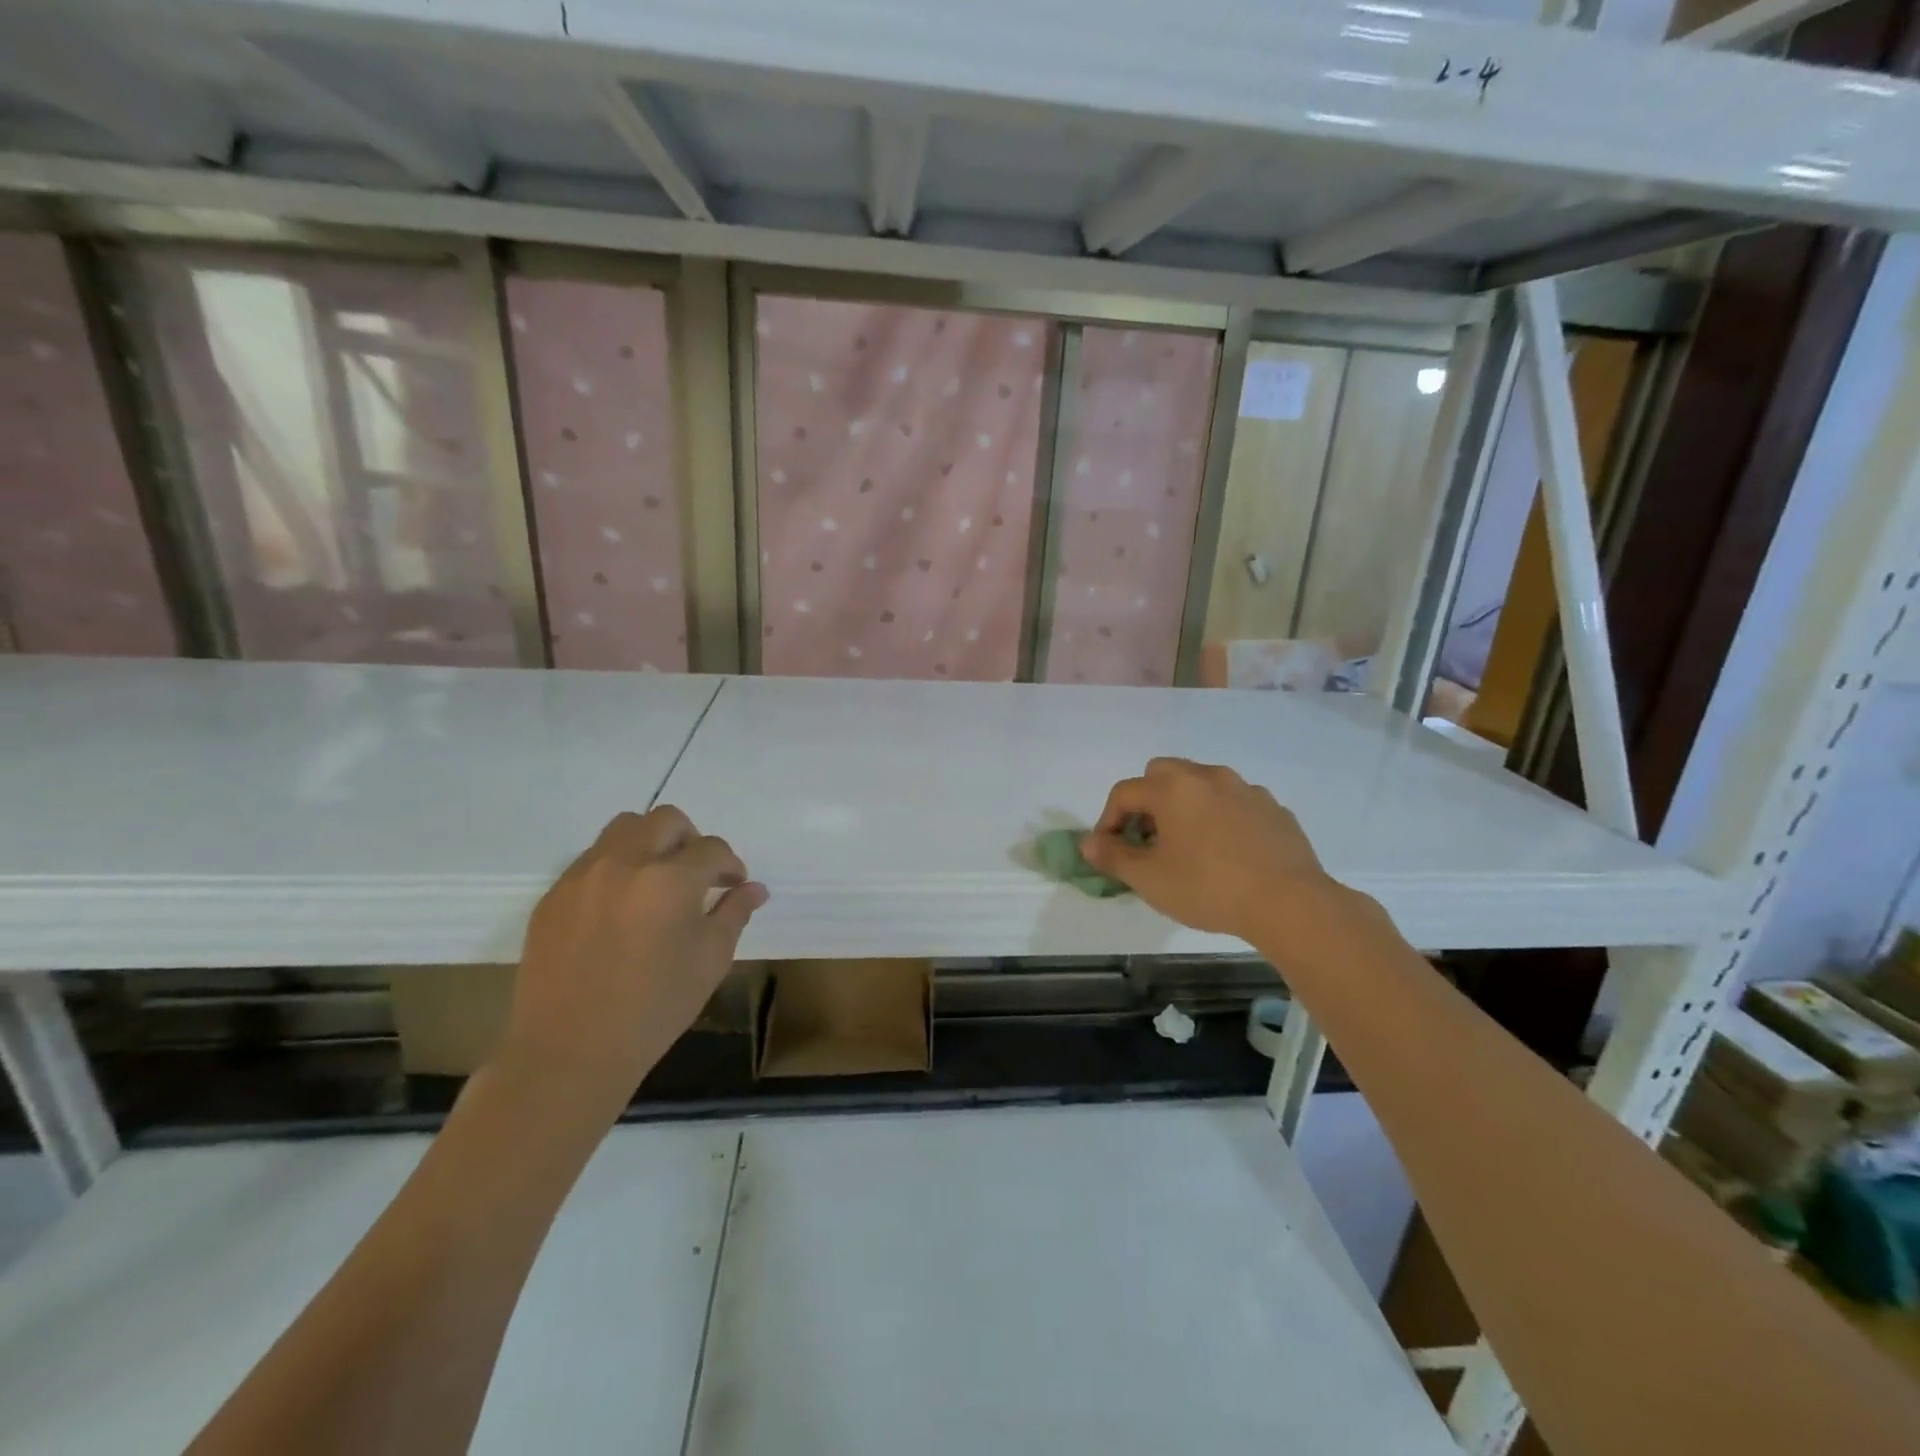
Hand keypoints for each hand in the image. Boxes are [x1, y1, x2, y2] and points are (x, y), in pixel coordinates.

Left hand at [498, 807, 766, 1125]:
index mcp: (670, 880)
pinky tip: (621, 907)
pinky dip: (616, 867)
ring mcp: (583, 876)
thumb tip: (754, 889)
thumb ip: (734, 914)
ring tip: (657, 880)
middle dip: (691, 839)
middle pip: (665, 820)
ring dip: (650, 843)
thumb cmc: (654, 1009)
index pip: (712, 849)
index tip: (734, 884)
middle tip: (697, 873)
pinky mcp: (553, 895)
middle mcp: (625, 864)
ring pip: (624, 829)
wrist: (570, 1051)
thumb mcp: (710, 961)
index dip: (730, 864)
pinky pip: (591, 860)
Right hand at [1081, 758, 1335, 942]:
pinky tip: (1226, 851)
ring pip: (1201, 784)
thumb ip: (1113, 857)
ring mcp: (1245, 789)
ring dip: (1185, 805)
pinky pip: (1234, 802)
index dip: (1107, 820)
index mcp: (1172, 788)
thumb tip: (1087, 844)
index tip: (1108, 850)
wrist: (1289, 902)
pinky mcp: (1273, 807)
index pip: (1124, 792)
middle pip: (1162, 773)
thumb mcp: (1149, 880)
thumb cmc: (1208, 888)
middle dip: (1147, 801)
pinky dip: (1220, 817)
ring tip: (1187, 845)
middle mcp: (1207, 777)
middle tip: (1148, 839)